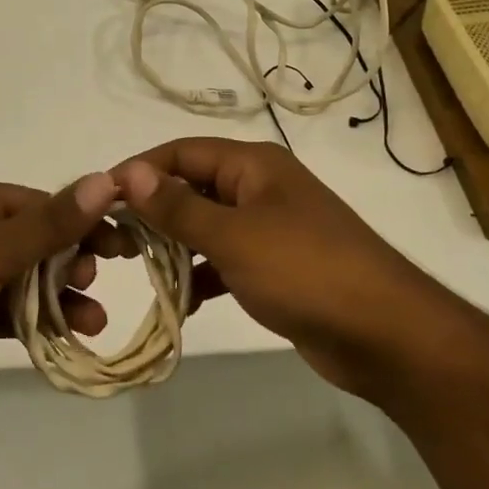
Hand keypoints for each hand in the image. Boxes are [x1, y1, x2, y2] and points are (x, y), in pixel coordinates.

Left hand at [0, 172, 120, 411]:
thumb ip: (48, 223)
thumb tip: (105, 180)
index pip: (36, 204)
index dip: (79, 222)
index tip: (119, 247)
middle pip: (29, 242)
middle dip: (68, 264)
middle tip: (96, 286)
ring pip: (18, 281)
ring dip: (55, 299)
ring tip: (91, 325)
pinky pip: (0, 312)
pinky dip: (29, 322)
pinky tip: (61, 339)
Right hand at [110, 138, 433, 396]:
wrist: (387, 335)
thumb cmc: (305, 270)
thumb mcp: (233, 236)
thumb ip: (178, 207)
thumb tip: (129, 173)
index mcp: (253, 165)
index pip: (183, 152)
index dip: (141, 169)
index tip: (101, 196)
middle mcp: (260, 188)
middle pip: (194, 186)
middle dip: (154, 209)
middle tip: (113, 238)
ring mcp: (271, 228)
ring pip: (208, 225)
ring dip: (175, 243)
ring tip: (137, 266)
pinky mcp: (278, 267)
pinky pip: (226, 260)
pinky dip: (202, 274)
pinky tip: (181, 301)